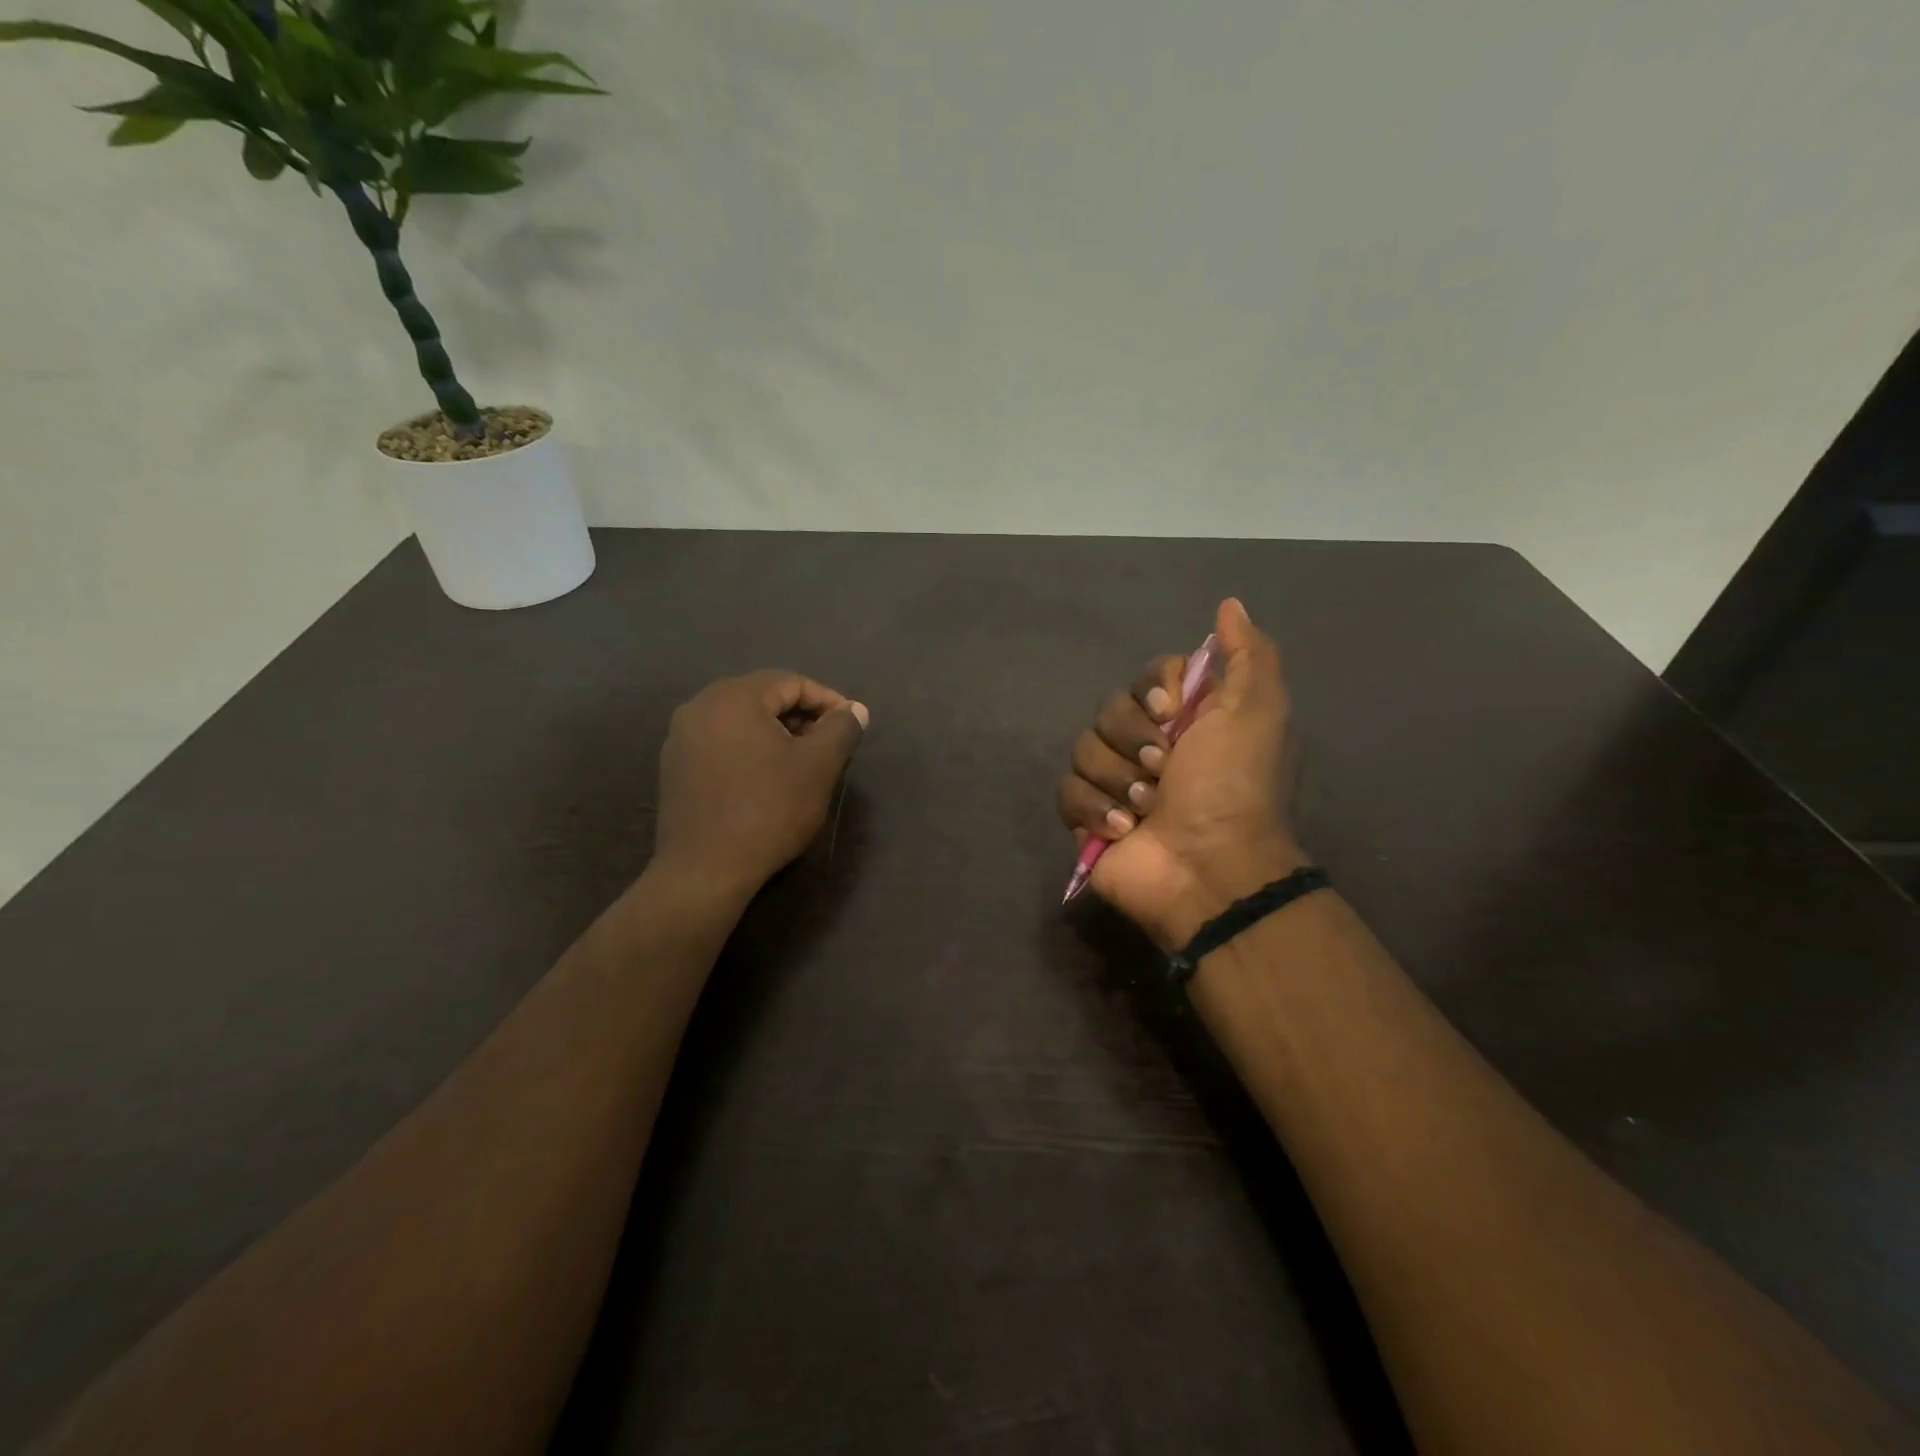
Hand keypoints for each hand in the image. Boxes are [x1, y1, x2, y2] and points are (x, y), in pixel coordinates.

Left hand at [656, 671, 868, 896]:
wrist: (704, 870)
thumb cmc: (768, 810)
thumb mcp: (818, 767)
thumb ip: (841, 729)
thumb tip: (855, 709)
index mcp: (733, 697)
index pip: (790, 682)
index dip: (827, 700)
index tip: (850, 726)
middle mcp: (700, 707)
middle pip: (763, 698)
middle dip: (801, 716)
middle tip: (829, 745)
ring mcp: (681, 738)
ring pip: (741, 722)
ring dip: (776, 734)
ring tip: (801, 763)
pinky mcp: (675, 768)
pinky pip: (721, 744)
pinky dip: (750, 751)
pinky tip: (766, 780)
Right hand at [1056, 598, 1305, 949]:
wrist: (1209, 868)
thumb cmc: (1234, 787)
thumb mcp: (1258, 712)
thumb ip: (1248, 656)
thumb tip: (1230, 604)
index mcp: (1187, 720)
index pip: (1147, 678)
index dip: (1151, 690)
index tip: (1170, 712)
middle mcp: (1149, 745)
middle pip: (1108, 710)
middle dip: (1133, 740)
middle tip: (1164, 770)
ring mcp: (1116, 783)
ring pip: (1083, 750)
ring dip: (1118, 780)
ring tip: (1147, 810)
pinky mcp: (1089, 819)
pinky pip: (1067, 792)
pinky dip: (1095, 810)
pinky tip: (1124, 831)